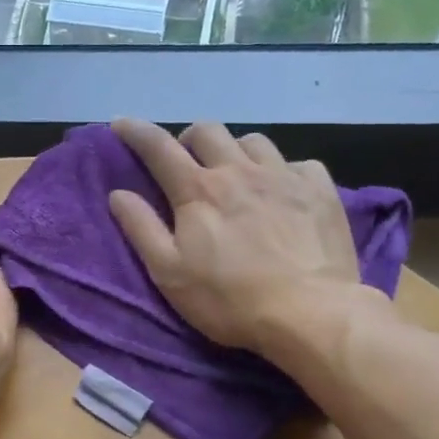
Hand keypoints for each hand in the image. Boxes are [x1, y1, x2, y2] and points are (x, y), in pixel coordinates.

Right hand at [108, 119, 389, 358]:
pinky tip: (282, 192)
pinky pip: (297, 163)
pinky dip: (282, 171)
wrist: (309, 313)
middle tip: (186, 162)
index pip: (158, 147)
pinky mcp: (319, 190)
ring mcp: (284, 177)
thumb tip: (118, 194)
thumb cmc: (229, 300)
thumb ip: (141, 229)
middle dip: (189, 139)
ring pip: (253, 140)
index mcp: (198, 190)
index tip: (121, 124)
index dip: (136, 131)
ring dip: (235, 150)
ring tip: (235, 173)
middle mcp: (239, 171)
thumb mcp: (169, 273)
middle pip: (208, 131)